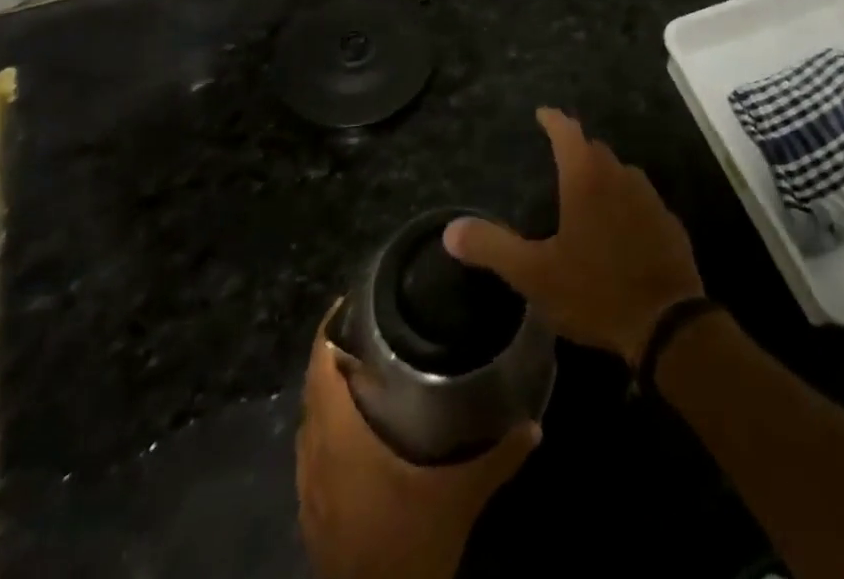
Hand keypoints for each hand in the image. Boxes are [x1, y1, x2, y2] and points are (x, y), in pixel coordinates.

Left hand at [297, 309, 538, 578]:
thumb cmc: (409, 543)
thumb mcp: (460, 497)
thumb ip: (498, 455)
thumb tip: (535, 422)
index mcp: (341, 439)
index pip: (321, 367)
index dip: (330, 329)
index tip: (353, 299)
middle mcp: (316, 456)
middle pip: (313, 388)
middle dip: (336, 353)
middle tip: (373, 325)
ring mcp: (309, 488)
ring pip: (309, 422)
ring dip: (329, 391)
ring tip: (367, 365)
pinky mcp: (312, 512)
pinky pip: (311, 451)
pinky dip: (327, 426)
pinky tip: (358, 427)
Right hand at [444, 107, 704, 366]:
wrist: (666, 322)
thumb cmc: (594, 290)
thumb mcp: (535, 274)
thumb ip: (493, 247)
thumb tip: (450, 230)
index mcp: (587, 179)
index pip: (567, 133)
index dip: (553, 120)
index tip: (542, 113)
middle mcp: (620, 176)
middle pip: (595, 150)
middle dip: (577, 148)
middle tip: (558, 158)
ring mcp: (649, 197)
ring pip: (620, 173)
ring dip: (602, 175)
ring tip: (585, 193)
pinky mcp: (668, 221)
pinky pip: (640, 200)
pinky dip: (624, 203)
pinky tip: (617, 227)